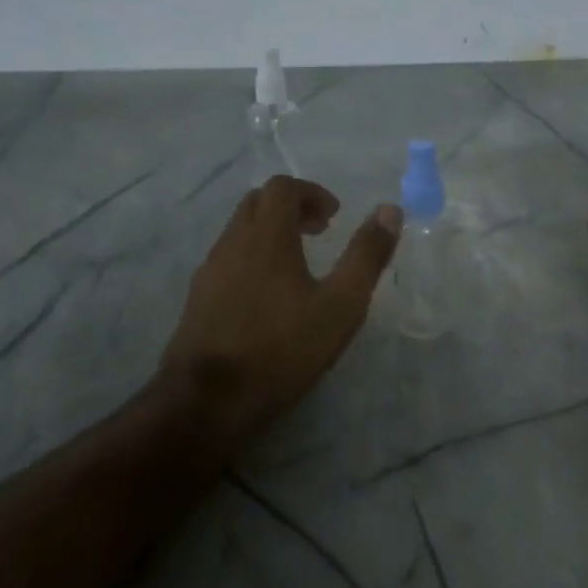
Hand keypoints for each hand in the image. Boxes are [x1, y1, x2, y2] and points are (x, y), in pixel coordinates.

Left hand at [160, 176, 401, 443]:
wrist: (207, 400)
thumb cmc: (280, 349)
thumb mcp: (340, 306)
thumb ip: (366, 256)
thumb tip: (390, 211)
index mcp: (265, 236)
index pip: (282, 187)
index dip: (311, 193)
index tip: (334, 216)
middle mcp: (232, 242)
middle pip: (257, 203)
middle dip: (290, 208)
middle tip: (318, 232)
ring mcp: (209, 270)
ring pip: (239, 231)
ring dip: (269, 233)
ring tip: (297, 265)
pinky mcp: (197, 298)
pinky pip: (227, 259)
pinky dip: (251, 257)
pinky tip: (266, 296)